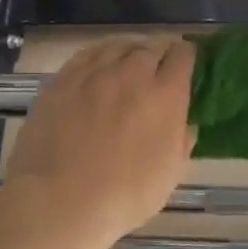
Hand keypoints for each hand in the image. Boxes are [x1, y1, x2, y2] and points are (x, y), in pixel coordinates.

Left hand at [0, 36, 196, 246]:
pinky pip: (87, 54)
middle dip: (161, 53)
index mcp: (166, 95)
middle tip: (160, 67)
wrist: (59, 203)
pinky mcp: (62, 80)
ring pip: (118, 46)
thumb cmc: (125, 195)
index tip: (187, 65)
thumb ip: (182, 139)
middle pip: (152, 46)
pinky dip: (101, 55)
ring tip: (130, 62)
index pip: (183, 56)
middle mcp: (132, 73)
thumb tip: (183, 121)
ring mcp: (93, 74)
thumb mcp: (172, 172)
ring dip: (130, 51)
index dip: (188, 56)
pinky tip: (100, 65)